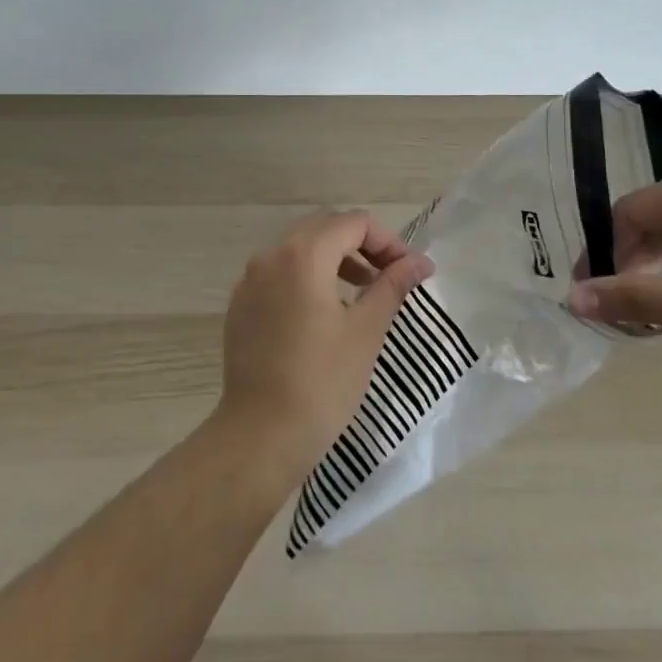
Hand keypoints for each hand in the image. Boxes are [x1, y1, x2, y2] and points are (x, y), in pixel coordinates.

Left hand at [214, 210, 431, 481]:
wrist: (259, 438)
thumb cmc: (322, 382)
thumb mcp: (366, 331)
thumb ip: (392, 286)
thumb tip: (420, 262)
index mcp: (304, 254)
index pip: (354, 223)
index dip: (386, 241)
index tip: (407, 271)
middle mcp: (272, 255)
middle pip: (324, 227)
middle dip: (360, 244)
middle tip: (387, 275)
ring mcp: (250, 280)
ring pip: (299, 248)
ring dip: (334, 258)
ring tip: (360, 292)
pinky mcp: (241, 305)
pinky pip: (279, 273)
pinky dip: (306, 277)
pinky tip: (322, 313)